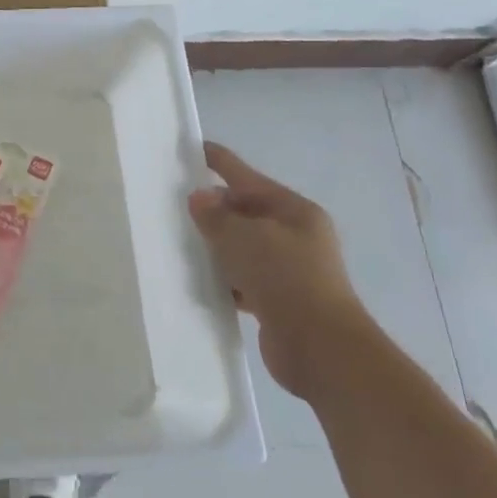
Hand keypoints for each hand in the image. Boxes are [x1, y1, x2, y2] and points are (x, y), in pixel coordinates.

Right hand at [188, 141, 369, 399]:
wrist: (321, 349)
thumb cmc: (285, 279)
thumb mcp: (243, 237)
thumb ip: (216, 215)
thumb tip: (200, 198)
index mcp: (295, 211)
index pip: (247, 176)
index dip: (219, 161)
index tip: (193, 148)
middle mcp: (296, 235)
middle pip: (246, 211)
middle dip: (214, 209)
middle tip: (175, 204)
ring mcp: (291, 269)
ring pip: (243, 247)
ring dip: (217, 246)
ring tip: (180, 242)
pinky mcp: (280, 301)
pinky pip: (244, 278)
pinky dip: (225, 278)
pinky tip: (201, 281)